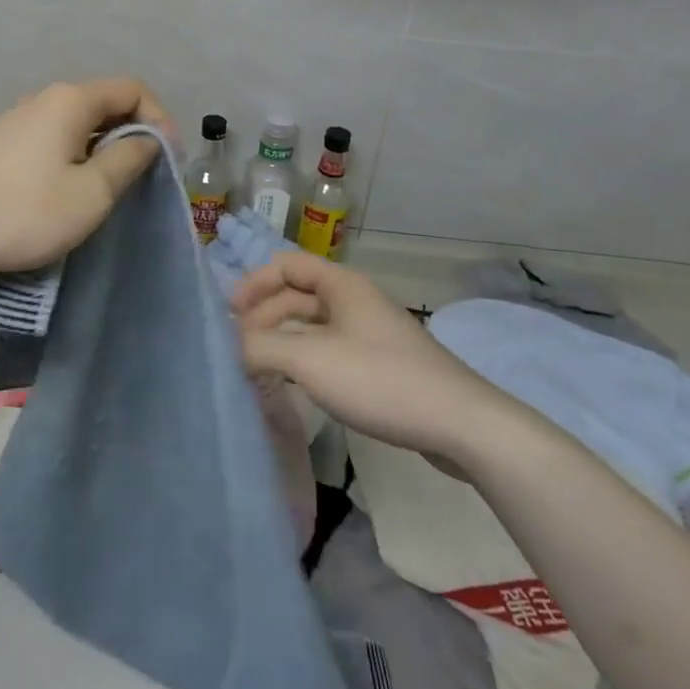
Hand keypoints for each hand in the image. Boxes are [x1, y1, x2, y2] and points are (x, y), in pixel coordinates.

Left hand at [0, 78, 170, 274]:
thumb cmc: (20, 210)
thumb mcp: (89, 194)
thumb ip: (127, 161)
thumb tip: (147, 140)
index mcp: (71, 101)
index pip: (133, 89)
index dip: (160, 119)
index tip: (166, 161)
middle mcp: (44, 99)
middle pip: (104, 103)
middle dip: (132, 134)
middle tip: (142, 177)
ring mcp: (16, 119)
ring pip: (76, 123)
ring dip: (101, 148)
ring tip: (107, 189)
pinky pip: (51, 138)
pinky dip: (73, 156)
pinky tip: (64, 191)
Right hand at [233, 254, 509, 461]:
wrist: (461, 424)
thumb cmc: (380, 379)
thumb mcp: (310, 360)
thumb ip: (261, 348)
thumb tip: (232, 349)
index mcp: (341, 284)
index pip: (286, 265)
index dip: (254, 283)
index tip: (228, 313)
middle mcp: (354, 300)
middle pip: (297, 295)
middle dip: (263, 316)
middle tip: (237, 348)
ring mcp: (370, 332)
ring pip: (313, 326)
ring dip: (282, 340)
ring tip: (256, 368)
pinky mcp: (382, 364)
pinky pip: (330, 350)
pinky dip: (304, 360)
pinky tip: (294, 385)